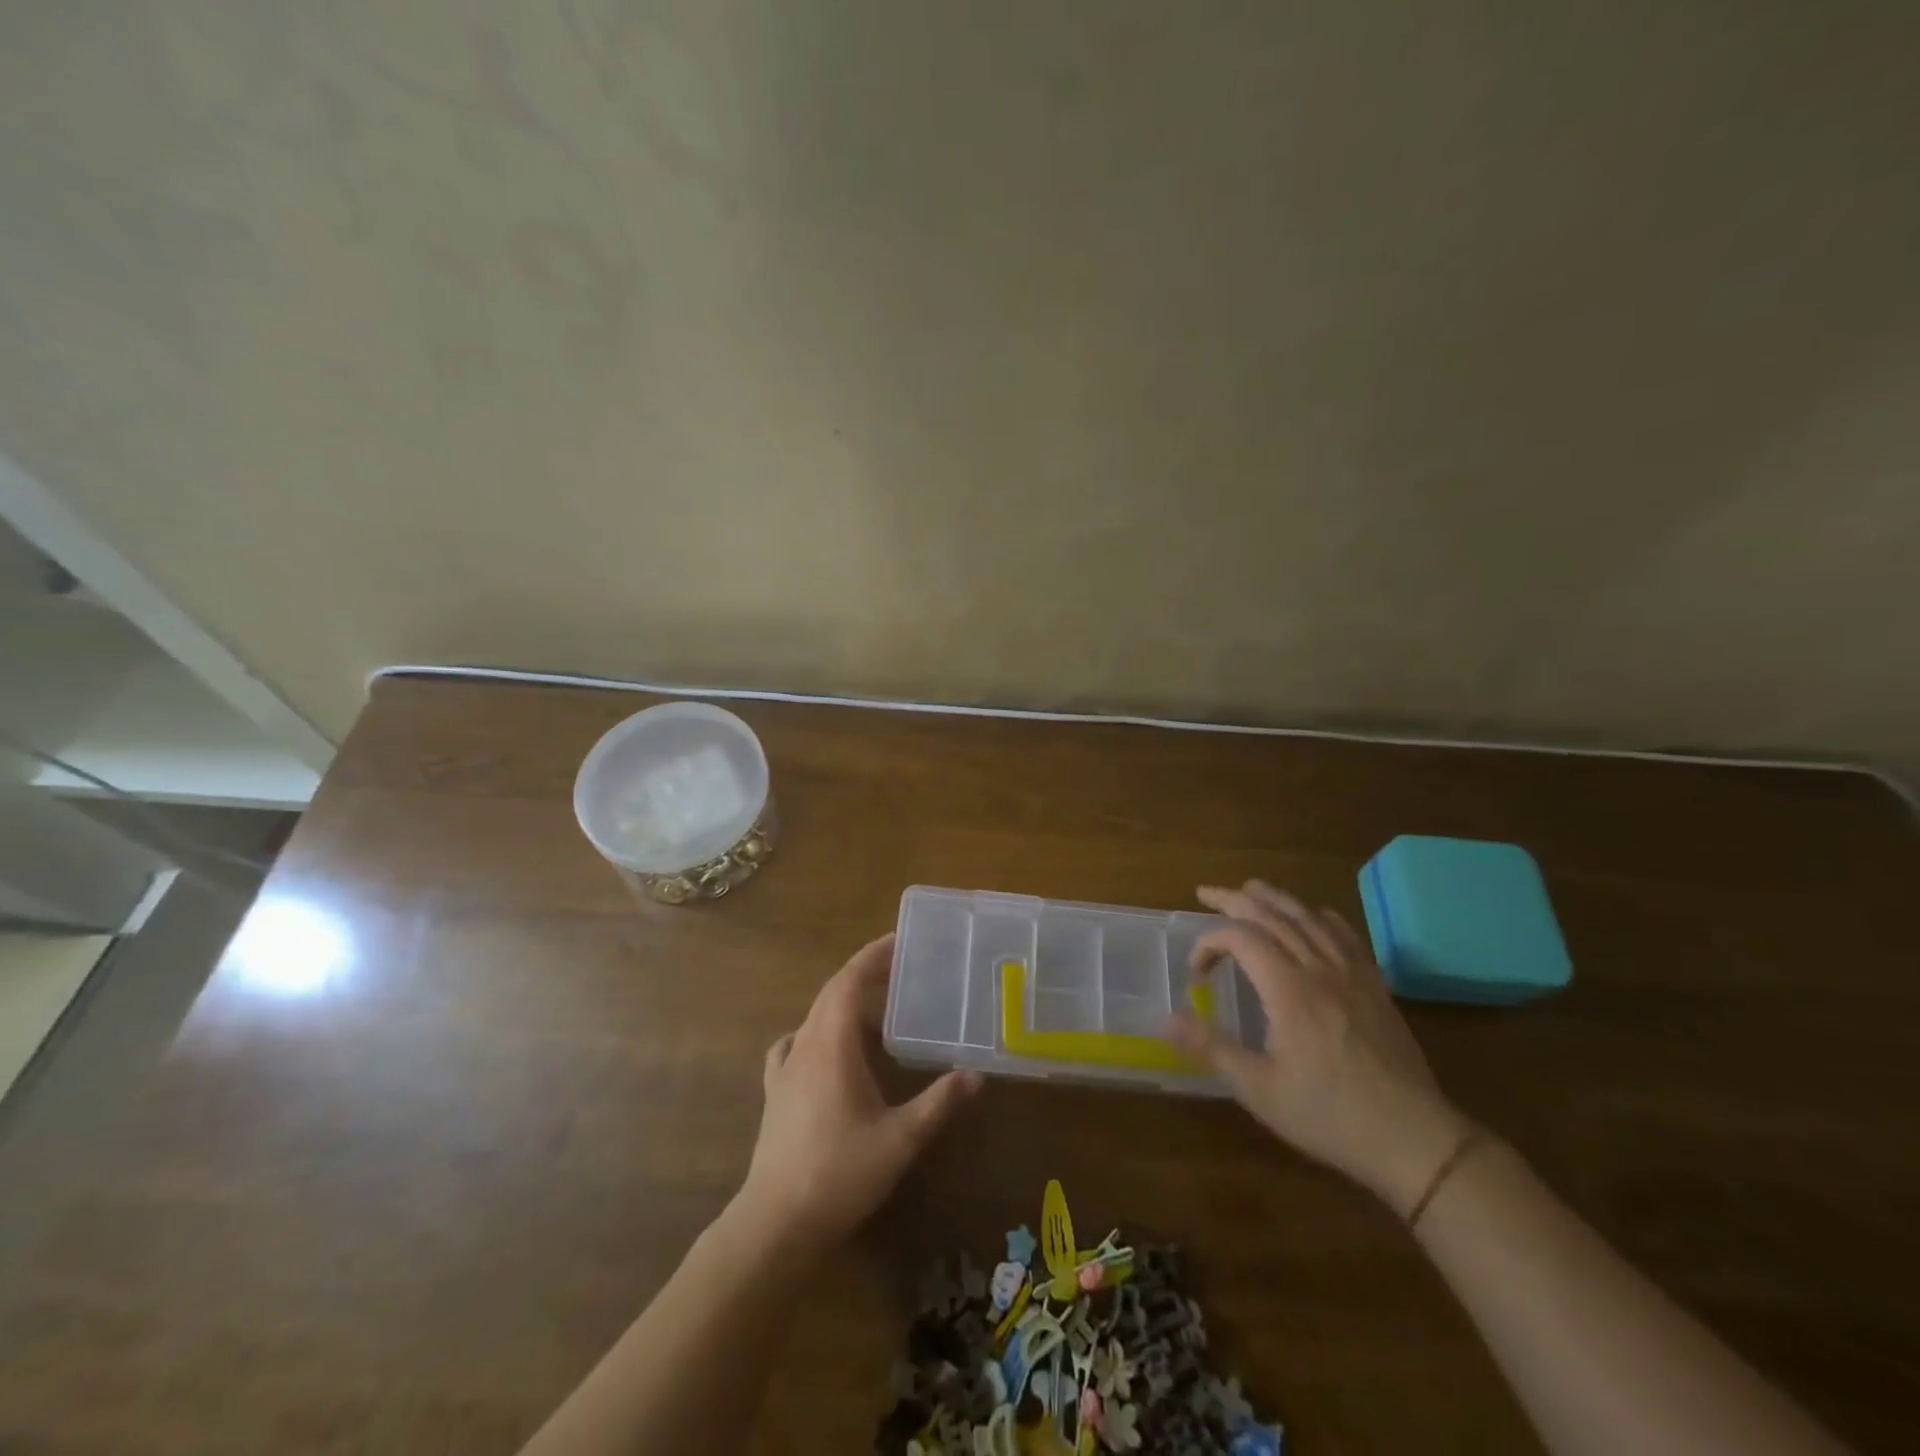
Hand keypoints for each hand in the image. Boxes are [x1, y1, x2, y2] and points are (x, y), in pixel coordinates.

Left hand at [738, 933, 981, 1252]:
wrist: (775, 1224)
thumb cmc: (839, 1174)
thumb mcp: (900, 1139)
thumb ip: (939, 1103)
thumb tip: (977, 1074)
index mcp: (832, 1045)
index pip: (848, 980)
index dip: (872, 956)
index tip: (900, 941)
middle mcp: (804, 1046)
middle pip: (831, 993)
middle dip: (864, 974)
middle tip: (900, 969)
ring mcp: (784, 1070)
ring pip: (814, 1017)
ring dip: (843, 1002)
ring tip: (875, 1007)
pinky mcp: (775, 1093)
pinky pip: (793, 1046)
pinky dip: (815, 1033)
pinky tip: (825, 1049)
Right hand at [1168, 880, 1474, 1215]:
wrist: (1414, 1139)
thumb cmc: (1330, 1117)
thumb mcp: (1260, 1090)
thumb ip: (1212, 1048)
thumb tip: (1167, 1020)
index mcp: (1290, 990)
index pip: (1241, 938)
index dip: (1210, 942)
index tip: (1196, 970)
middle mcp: (1320, 969)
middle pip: (1273, 915)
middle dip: (1233, 900)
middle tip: (1205, 893)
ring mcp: (1352, 973)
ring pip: (1308, 916)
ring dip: (1273, 897)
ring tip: (1248, 888)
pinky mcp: (1374, 985)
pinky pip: (1344, 933)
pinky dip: (1319, 915)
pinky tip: (1311, 916)